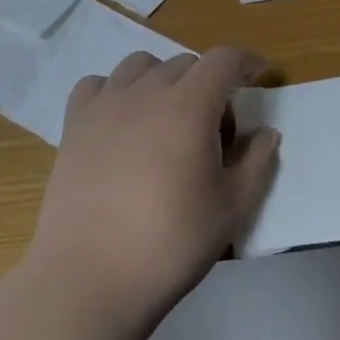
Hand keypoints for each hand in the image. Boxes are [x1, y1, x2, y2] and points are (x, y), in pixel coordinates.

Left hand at [24, 47, 279, 334]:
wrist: (89, 279)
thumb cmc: (170, 244)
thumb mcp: (232, 209)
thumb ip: (256, 163)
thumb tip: (267, 133)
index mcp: (189, 106)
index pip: (224, 60)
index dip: (247, 61)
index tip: (259, 76)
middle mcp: (146, 92)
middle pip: (185, 63)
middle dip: (209, 83)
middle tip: (214, 131)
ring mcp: (104, 106)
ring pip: (140, 65)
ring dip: (163, 80)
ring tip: (167, 120)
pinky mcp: (73, 126)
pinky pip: (96, 85)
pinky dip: (115, 90)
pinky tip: (120, 122)